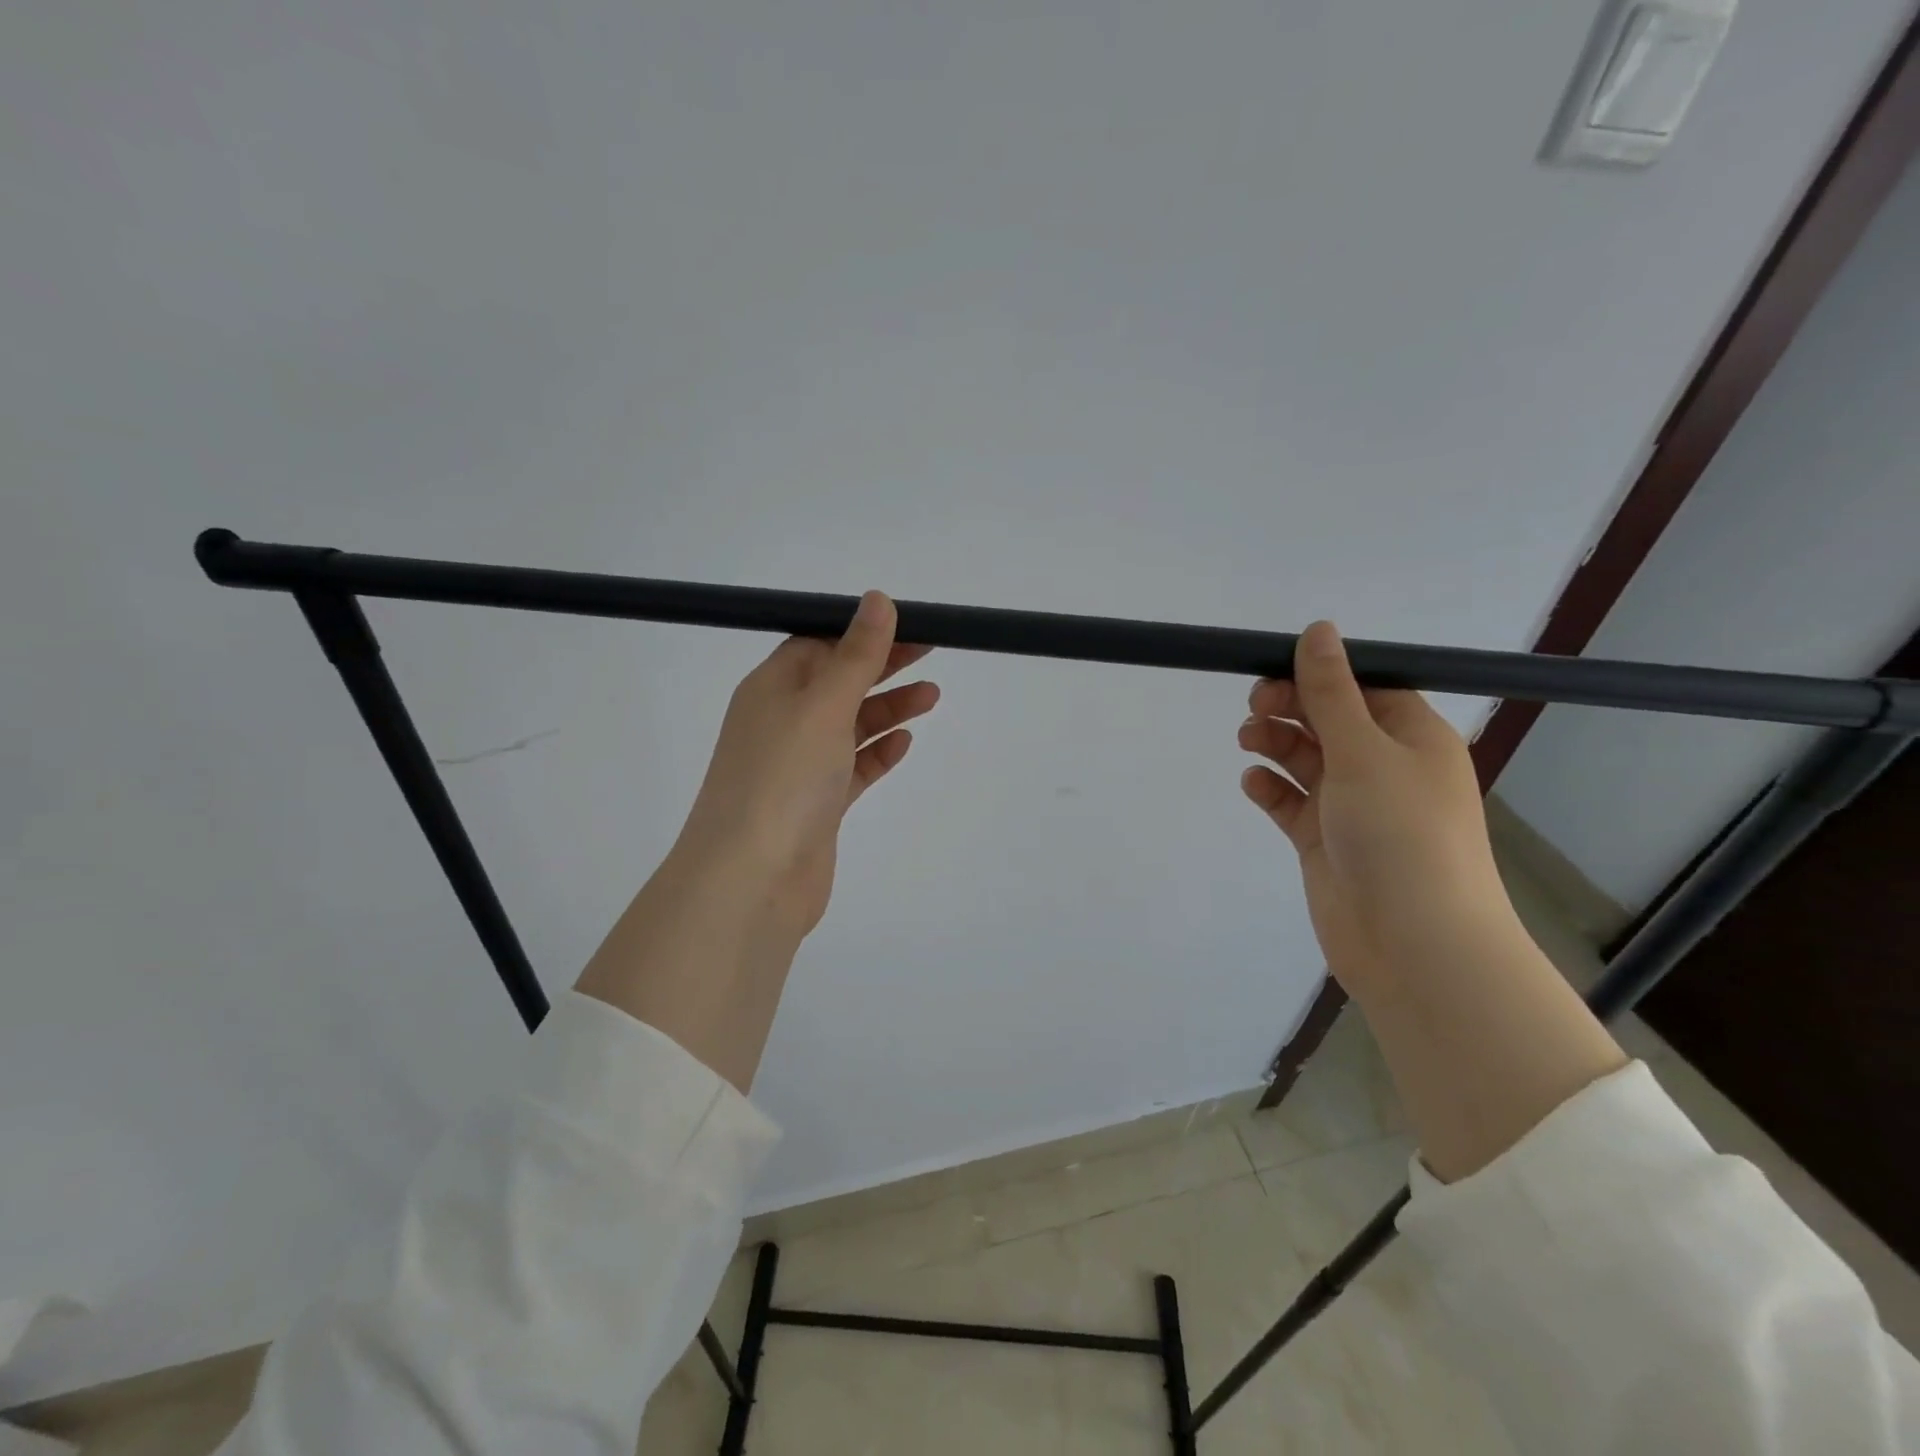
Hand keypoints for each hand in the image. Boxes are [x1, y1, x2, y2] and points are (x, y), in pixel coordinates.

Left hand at [577, 592, 936, 1091]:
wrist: (751, 881)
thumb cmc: (783, 779)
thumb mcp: (823, 706)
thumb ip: (855, 655)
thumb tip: (877, 598)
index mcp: (772, 688)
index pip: (818, 643)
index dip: (861, 631)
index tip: (908, 624)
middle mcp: (781, 722)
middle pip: (838, 681)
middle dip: (882, 666)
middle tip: (931, 652)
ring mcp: (798, 766)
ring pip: (849, 725)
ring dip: (887, 708)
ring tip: (932, 696)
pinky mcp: (816, 805)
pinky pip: (852, 768)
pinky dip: (877, 753)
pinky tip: (904, 742)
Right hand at [1238, 621, 1624, 1178]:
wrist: (1413, 944)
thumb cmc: (1399, 833)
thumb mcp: (1363, 750)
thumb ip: (1331, 691)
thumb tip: (1319, 629)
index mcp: (1413, 738)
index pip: (1366, 687)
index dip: (1321, 674)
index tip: (1274, 667)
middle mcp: (1386, 768)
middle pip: (1331, 721)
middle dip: (1291, 708)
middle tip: (1255, 707)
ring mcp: (1354, 807)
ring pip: (1307, 759)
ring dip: (1276, 745)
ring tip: (1248, 742)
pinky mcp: (1326, 841)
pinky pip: (1292, 802)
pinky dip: (1272, 789)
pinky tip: (1253, 783)